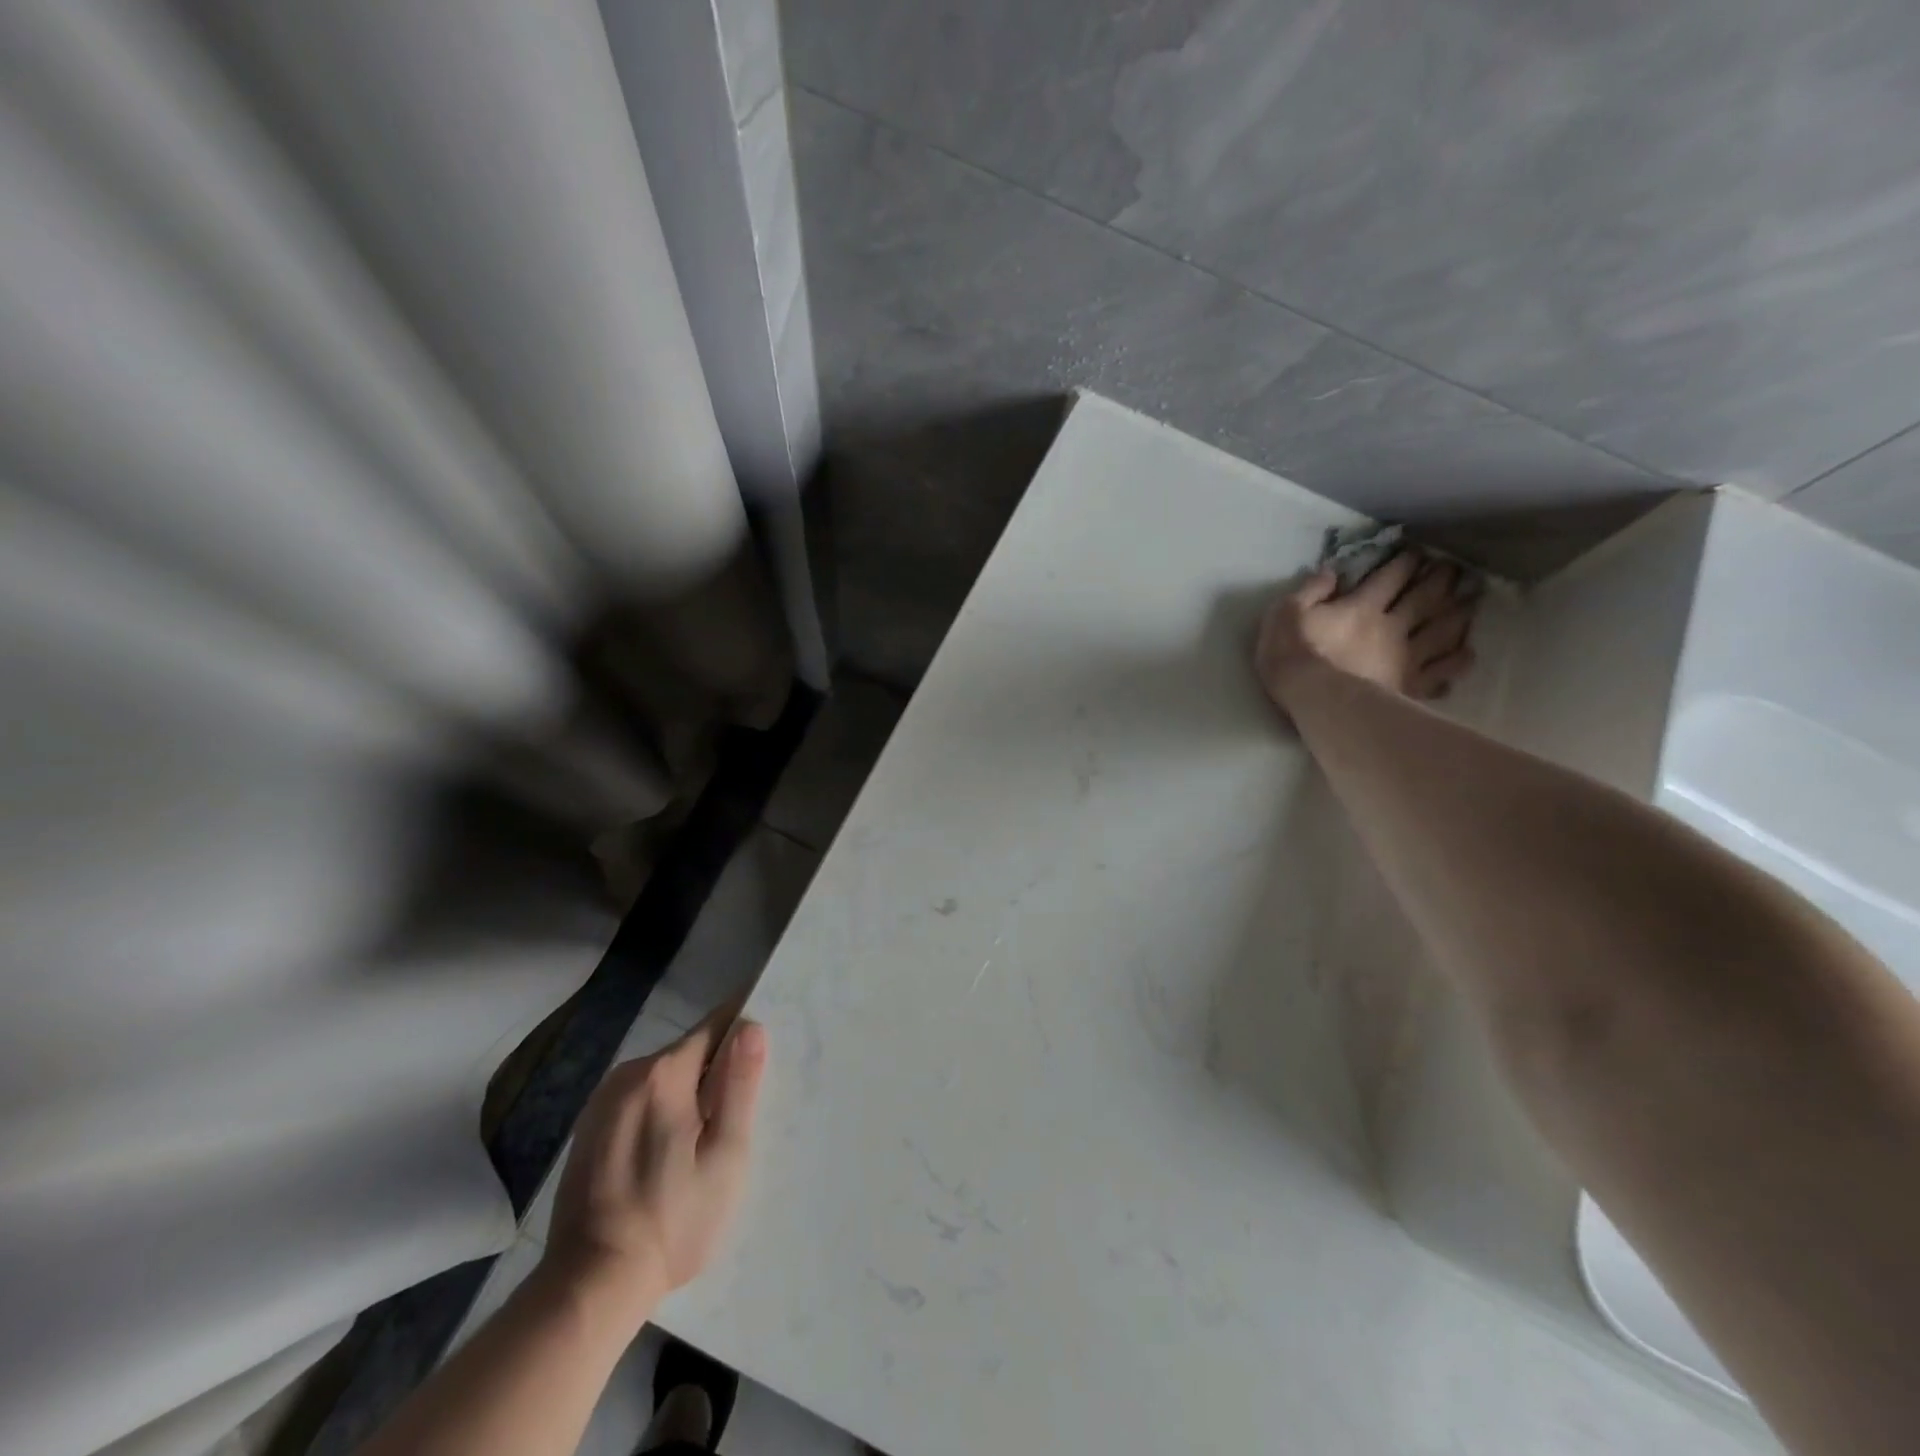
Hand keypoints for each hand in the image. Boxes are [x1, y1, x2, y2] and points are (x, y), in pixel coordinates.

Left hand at [539, 1011, 767, 1322]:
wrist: (590, 1287)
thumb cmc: (673, 1220)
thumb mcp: (724, 1155)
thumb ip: (739, 1085)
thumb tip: (752, 1026)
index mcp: (663, 1073)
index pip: (716, 1024)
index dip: (745, 1029)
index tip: (767, 1049)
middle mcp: (627, 1074)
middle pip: (689, 1051)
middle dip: (718, 1070)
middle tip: (742, 1111)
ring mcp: (602, 1102)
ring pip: (664, 1077)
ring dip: (690, 1093)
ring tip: (708, 1138)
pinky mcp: (588, 1130)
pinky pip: (639, 1100)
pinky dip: (662, 1111)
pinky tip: (670, 1154)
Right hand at [1255, 550, 1476, 709]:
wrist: (1313, 699)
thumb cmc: (1291, 655)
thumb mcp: (1285, 613)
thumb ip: (1310, 590)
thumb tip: (1332, 571)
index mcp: (1362, 607)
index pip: (1391, 577)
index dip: (1406, 562)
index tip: (1419, 552)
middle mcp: (1392, 627)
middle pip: (1425, 598)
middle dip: (1442, 580)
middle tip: (1456, 569)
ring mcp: (1405, 658)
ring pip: (1441, 631)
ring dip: (1459, 615)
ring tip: (1472, 603)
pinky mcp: (1409, 686)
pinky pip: (1440, 674)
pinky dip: (1455, 663)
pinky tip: (1467, 656)